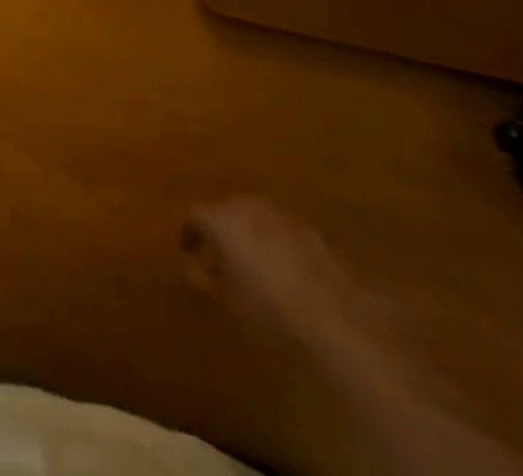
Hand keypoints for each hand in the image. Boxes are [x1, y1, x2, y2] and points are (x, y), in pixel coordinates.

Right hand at [182, 198, 362, 349]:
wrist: (335, 316)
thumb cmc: (270, 311)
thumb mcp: (230, 304)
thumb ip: (207, 282)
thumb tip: (192, 271)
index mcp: (222, 220)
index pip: (195, 214)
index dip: (190, 232)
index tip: (187, 251)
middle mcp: (248, 206)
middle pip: (226, 209)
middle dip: (221, 229)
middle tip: (219, 256)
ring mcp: (281, 214)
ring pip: (255, 216)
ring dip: (249, 233)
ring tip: (251, 263)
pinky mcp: (309, 228)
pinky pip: (280, 228)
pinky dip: (274, 241)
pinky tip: (282, 268)